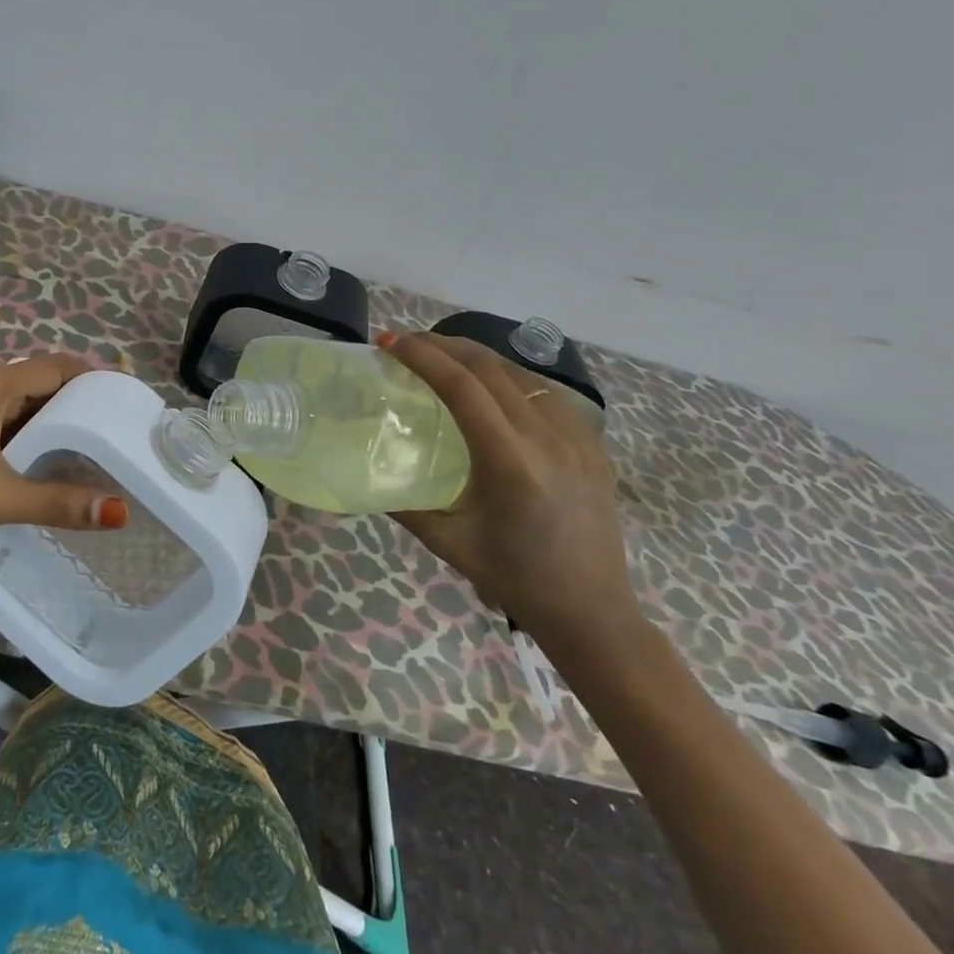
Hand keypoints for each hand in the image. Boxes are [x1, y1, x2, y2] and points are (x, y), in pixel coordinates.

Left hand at [0, 354, 129, 555]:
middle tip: (124, 431)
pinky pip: (14, 427)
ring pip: (30, 408)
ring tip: (102, 450)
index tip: (130, 402)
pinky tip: (57, 467)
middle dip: (85, 403)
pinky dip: (40, 440)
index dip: (96, 378)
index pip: (59, 366)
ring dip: (62, 424)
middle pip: (47, 384)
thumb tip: (120, 512)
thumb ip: (57, 502)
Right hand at [381, 332, 637, 647]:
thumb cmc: (514, 578)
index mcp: (511, 463)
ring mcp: (578, 437)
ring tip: (441, 356)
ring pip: (520, 372)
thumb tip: (360, 475)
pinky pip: (545, 392)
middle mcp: (549, 438)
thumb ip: (401, 503)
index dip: (423, 357)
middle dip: (443, 345)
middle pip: (490, 367)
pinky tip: (490, 386)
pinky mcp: (593, 444)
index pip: (463, 387)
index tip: (390, 343)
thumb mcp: (447, 542)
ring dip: (476, 356)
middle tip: (406, 343)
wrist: (592, 611)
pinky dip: (508, 376)